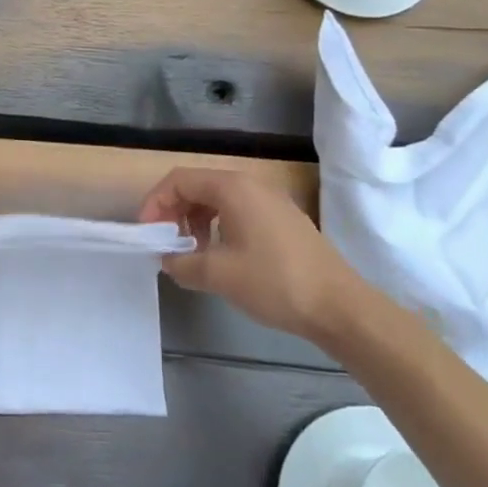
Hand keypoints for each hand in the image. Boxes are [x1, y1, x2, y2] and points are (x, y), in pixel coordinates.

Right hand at [138, 168, 364, 340]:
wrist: (339, 306)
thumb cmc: (274, 282)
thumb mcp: (218, 274)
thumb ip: (182, 262)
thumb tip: (168, 259)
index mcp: (232, 188)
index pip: (179, 180)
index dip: (155, 203)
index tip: (148, 233)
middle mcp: (251, 185)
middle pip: (198, 186)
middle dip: (174, 212)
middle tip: (166, 243)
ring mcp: (271, 201)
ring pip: (218, 199)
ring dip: (195, 220)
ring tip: (191, 252)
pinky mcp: (283, 219)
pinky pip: (239, 211)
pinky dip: (219, 226)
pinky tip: (221, 256)